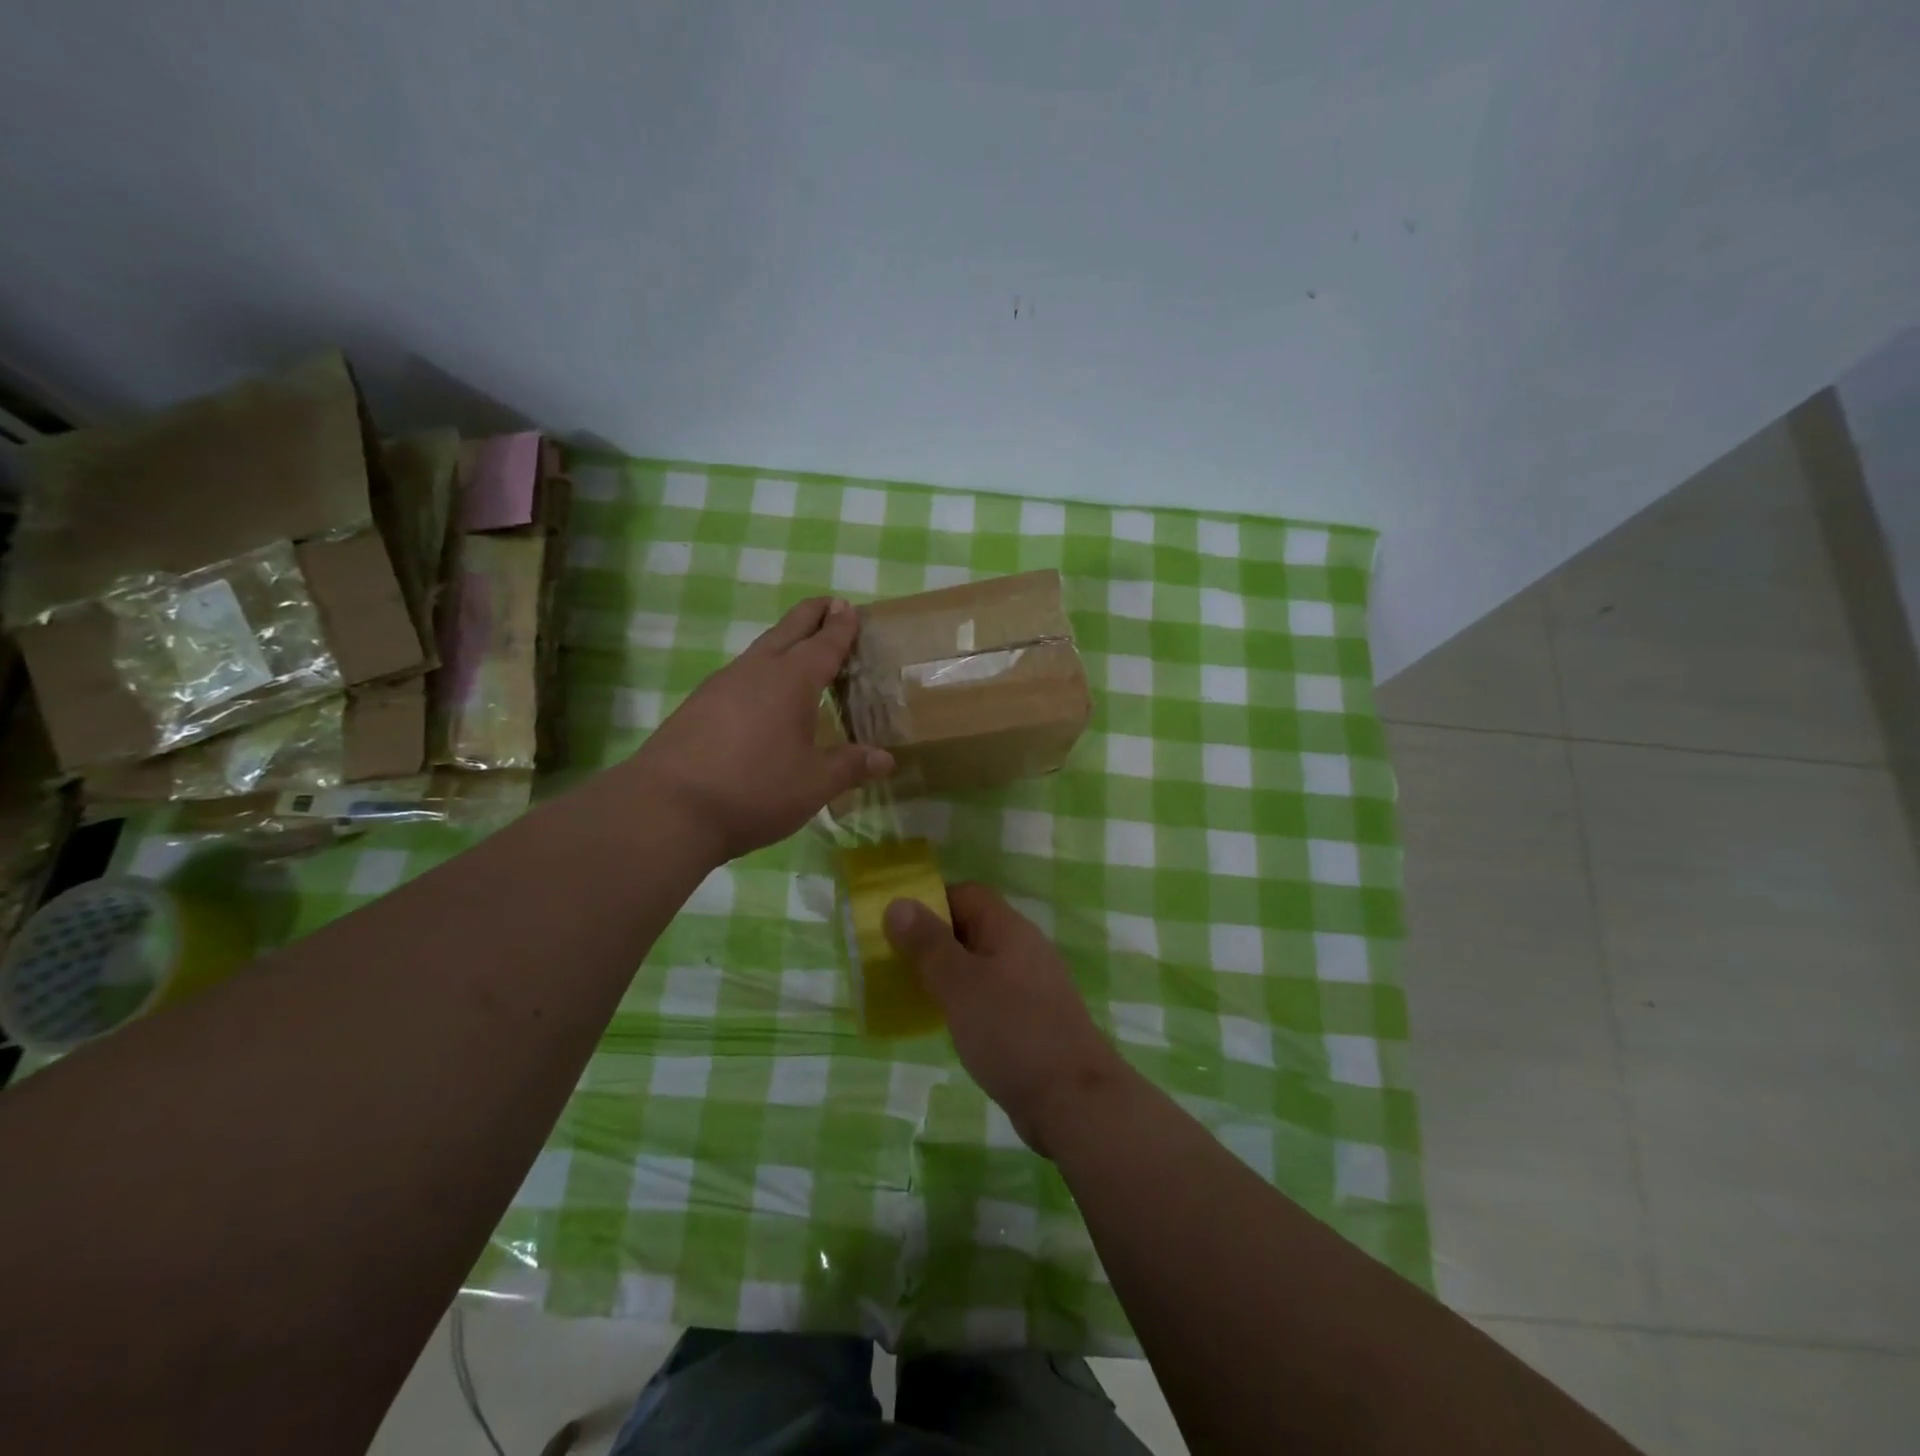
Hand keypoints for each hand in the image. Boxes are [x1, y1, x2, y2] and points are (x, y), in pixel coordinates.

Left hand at [634, 597, 892, 862]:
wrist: (668, 808)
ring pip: (759, 650)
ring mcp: (720, 685)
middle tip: (829, 604)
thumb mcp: (814, 784)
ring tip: (798, 649)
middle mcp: (756, 671)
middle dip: (811, 614)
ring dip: (783, 641)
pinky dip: (759, 670)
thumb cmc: (755, 790)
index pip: (824, 643)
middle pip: (788, 630)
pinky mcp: (696, 705)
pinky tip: (759, 693)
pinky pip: (738, 675)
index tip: (848, 607)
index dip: (840, 626)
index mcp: (792, 681)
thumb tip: (886, 759)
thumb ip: (850, 766)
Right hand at [884, 884, 1132, 1156]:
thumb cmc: (1011, 1031)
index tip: (895, 927)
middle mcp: (1024, 948)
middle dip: (934, 940)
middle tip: (895, 963)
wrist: (1073, 1099)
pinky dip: (968, 1002)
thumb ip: (927, 943)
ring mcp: (1033, 985)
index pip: (966, 894)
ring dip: (949, 973)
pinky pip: (993, 995)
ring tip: (914, 993)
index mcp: (1009, 928)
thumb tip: (898, 902)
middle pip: (973, 927)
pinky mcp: (1035, 1019)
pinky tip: (951, 1024)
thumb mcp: (959, 983)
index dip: (930, 902)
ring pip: (982, 964)